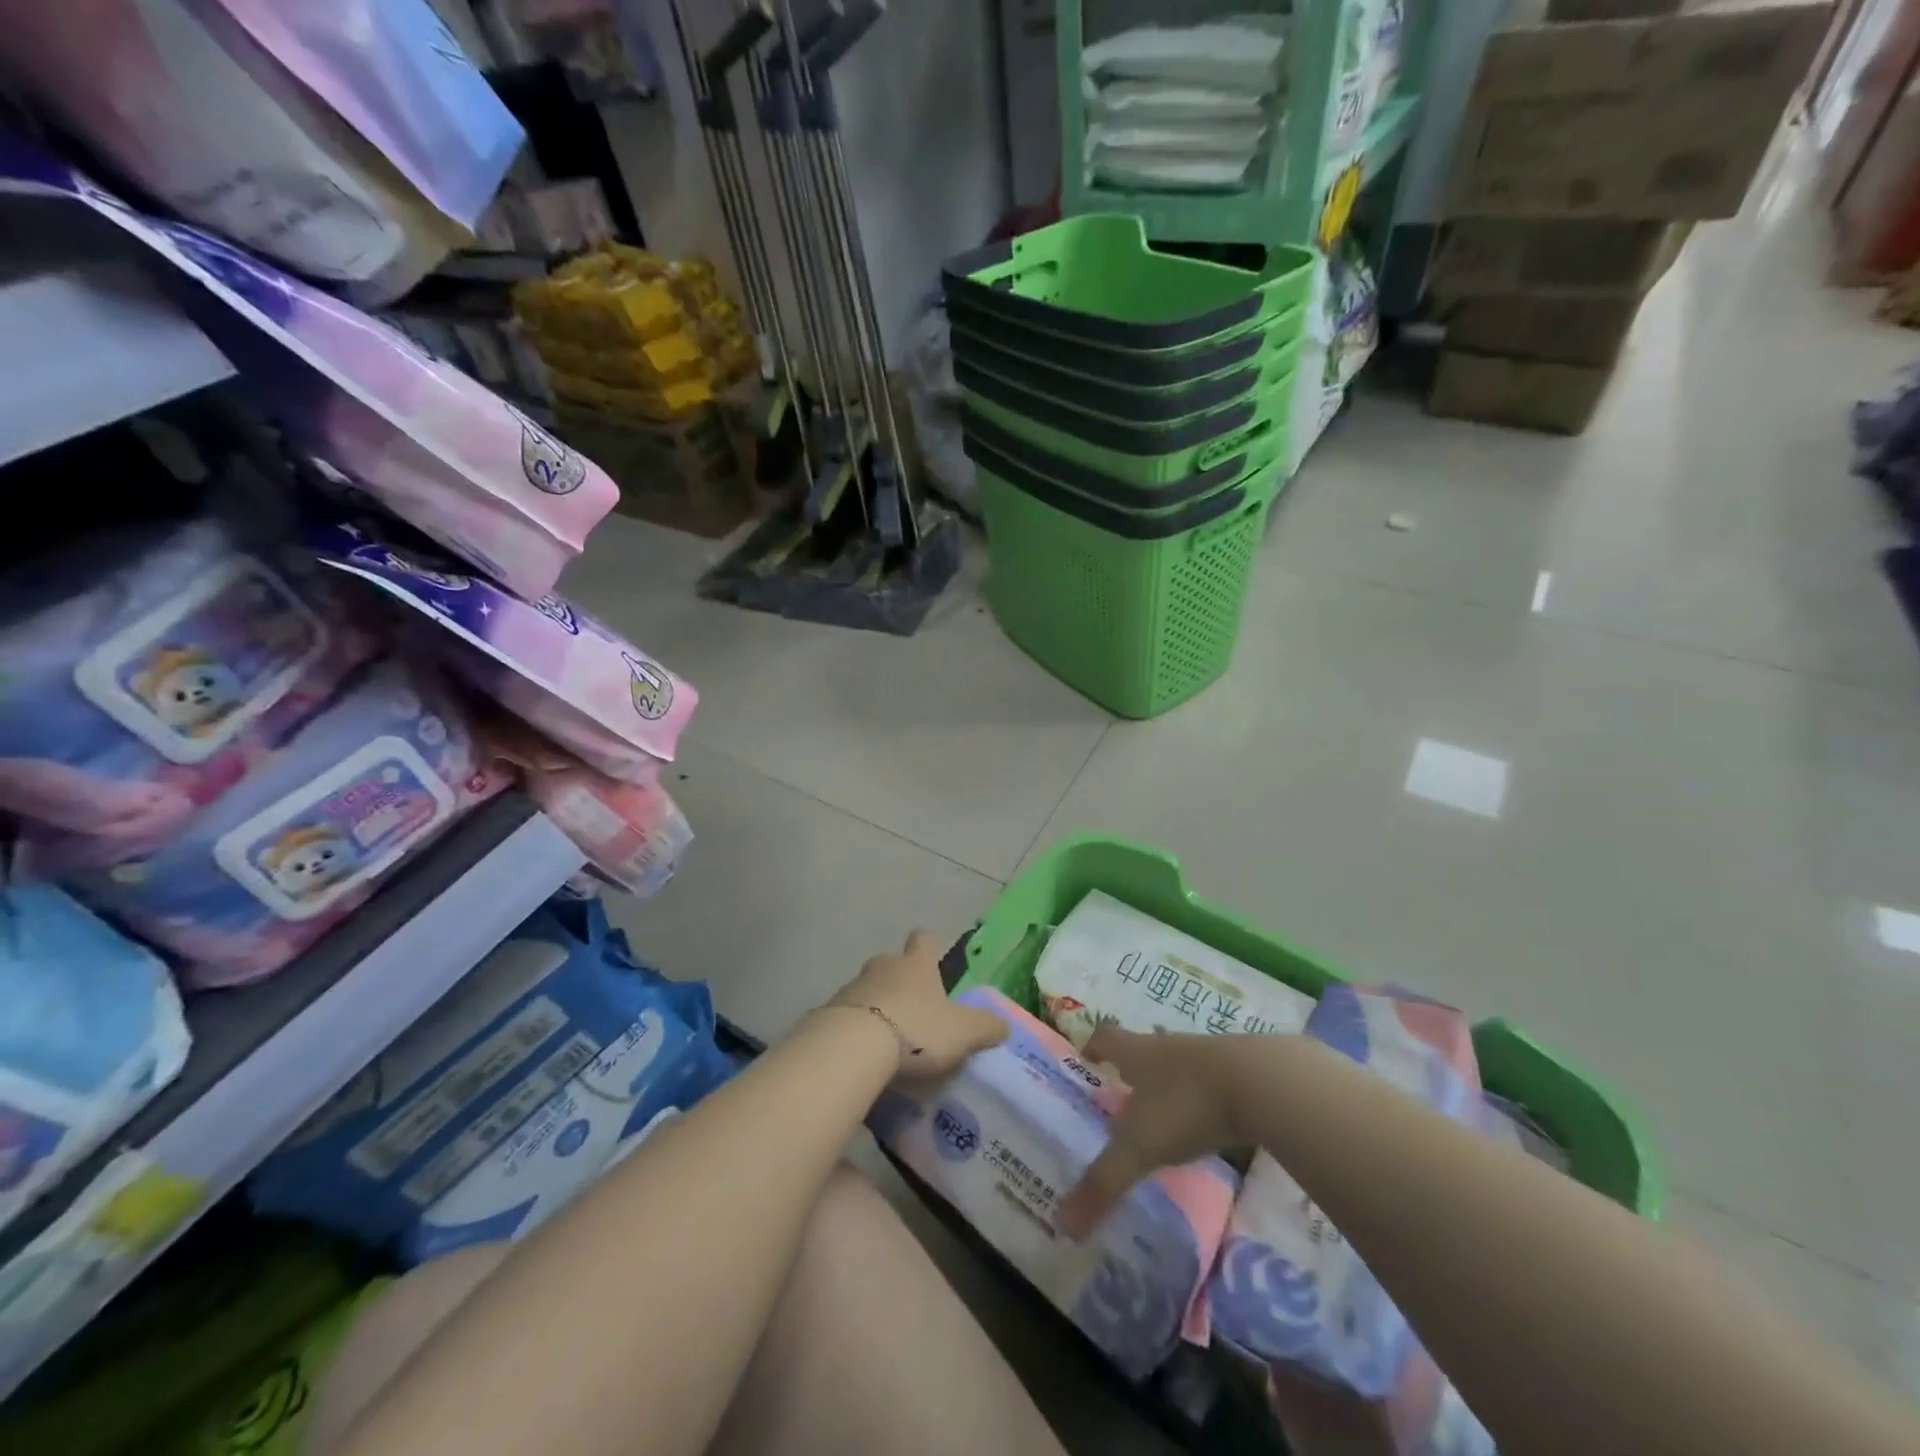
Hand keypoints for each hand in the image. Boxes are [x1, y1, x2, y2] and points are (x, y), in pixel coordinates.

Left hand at [825, 930, 1008, 1078]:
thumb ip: (985, 1027)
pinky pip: (846, 1017)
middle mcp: (883, 967)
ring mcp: (851, 988)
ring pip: (867, 990)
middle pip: (892, 963)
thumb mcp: (962, 1033)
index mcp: (916, 965)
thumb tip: (1004, 1025)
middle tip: (913, 1010)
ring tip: (887, 1042)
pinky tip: (862, 1057)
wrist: (852, 1048)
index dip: (930, 948)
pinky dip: (855, 1031)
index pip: (924, 940)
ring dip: (876, 1007)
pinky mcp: (827, 1013)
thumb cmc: (916, 1030)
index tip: (934, 961)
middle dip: (900, 981)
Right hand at [1055, 1026, 1249, 1239]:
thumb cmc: (1187, 1103)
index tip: (1085, 1058)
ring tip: (1160, 1122)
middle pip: (1142, 1052)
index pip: (1105, 1038)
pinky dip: (1202, 1105)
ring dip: (1167, 1089)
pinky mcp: (1241, 1076)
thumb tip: (1063, 1225)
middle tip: (1117, 1101)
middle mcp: (1168, 1047)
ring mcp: (1208, 1059)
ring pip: (1178, 1069)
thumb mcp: (1140, 1147)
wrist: (1264, 1084)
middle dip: (1129, 1073)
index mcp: (1138, 1053)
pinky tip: (1205, 1131)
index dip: (1092, 1046)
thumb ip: (1103, 1184)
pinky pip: (1211, 1087)